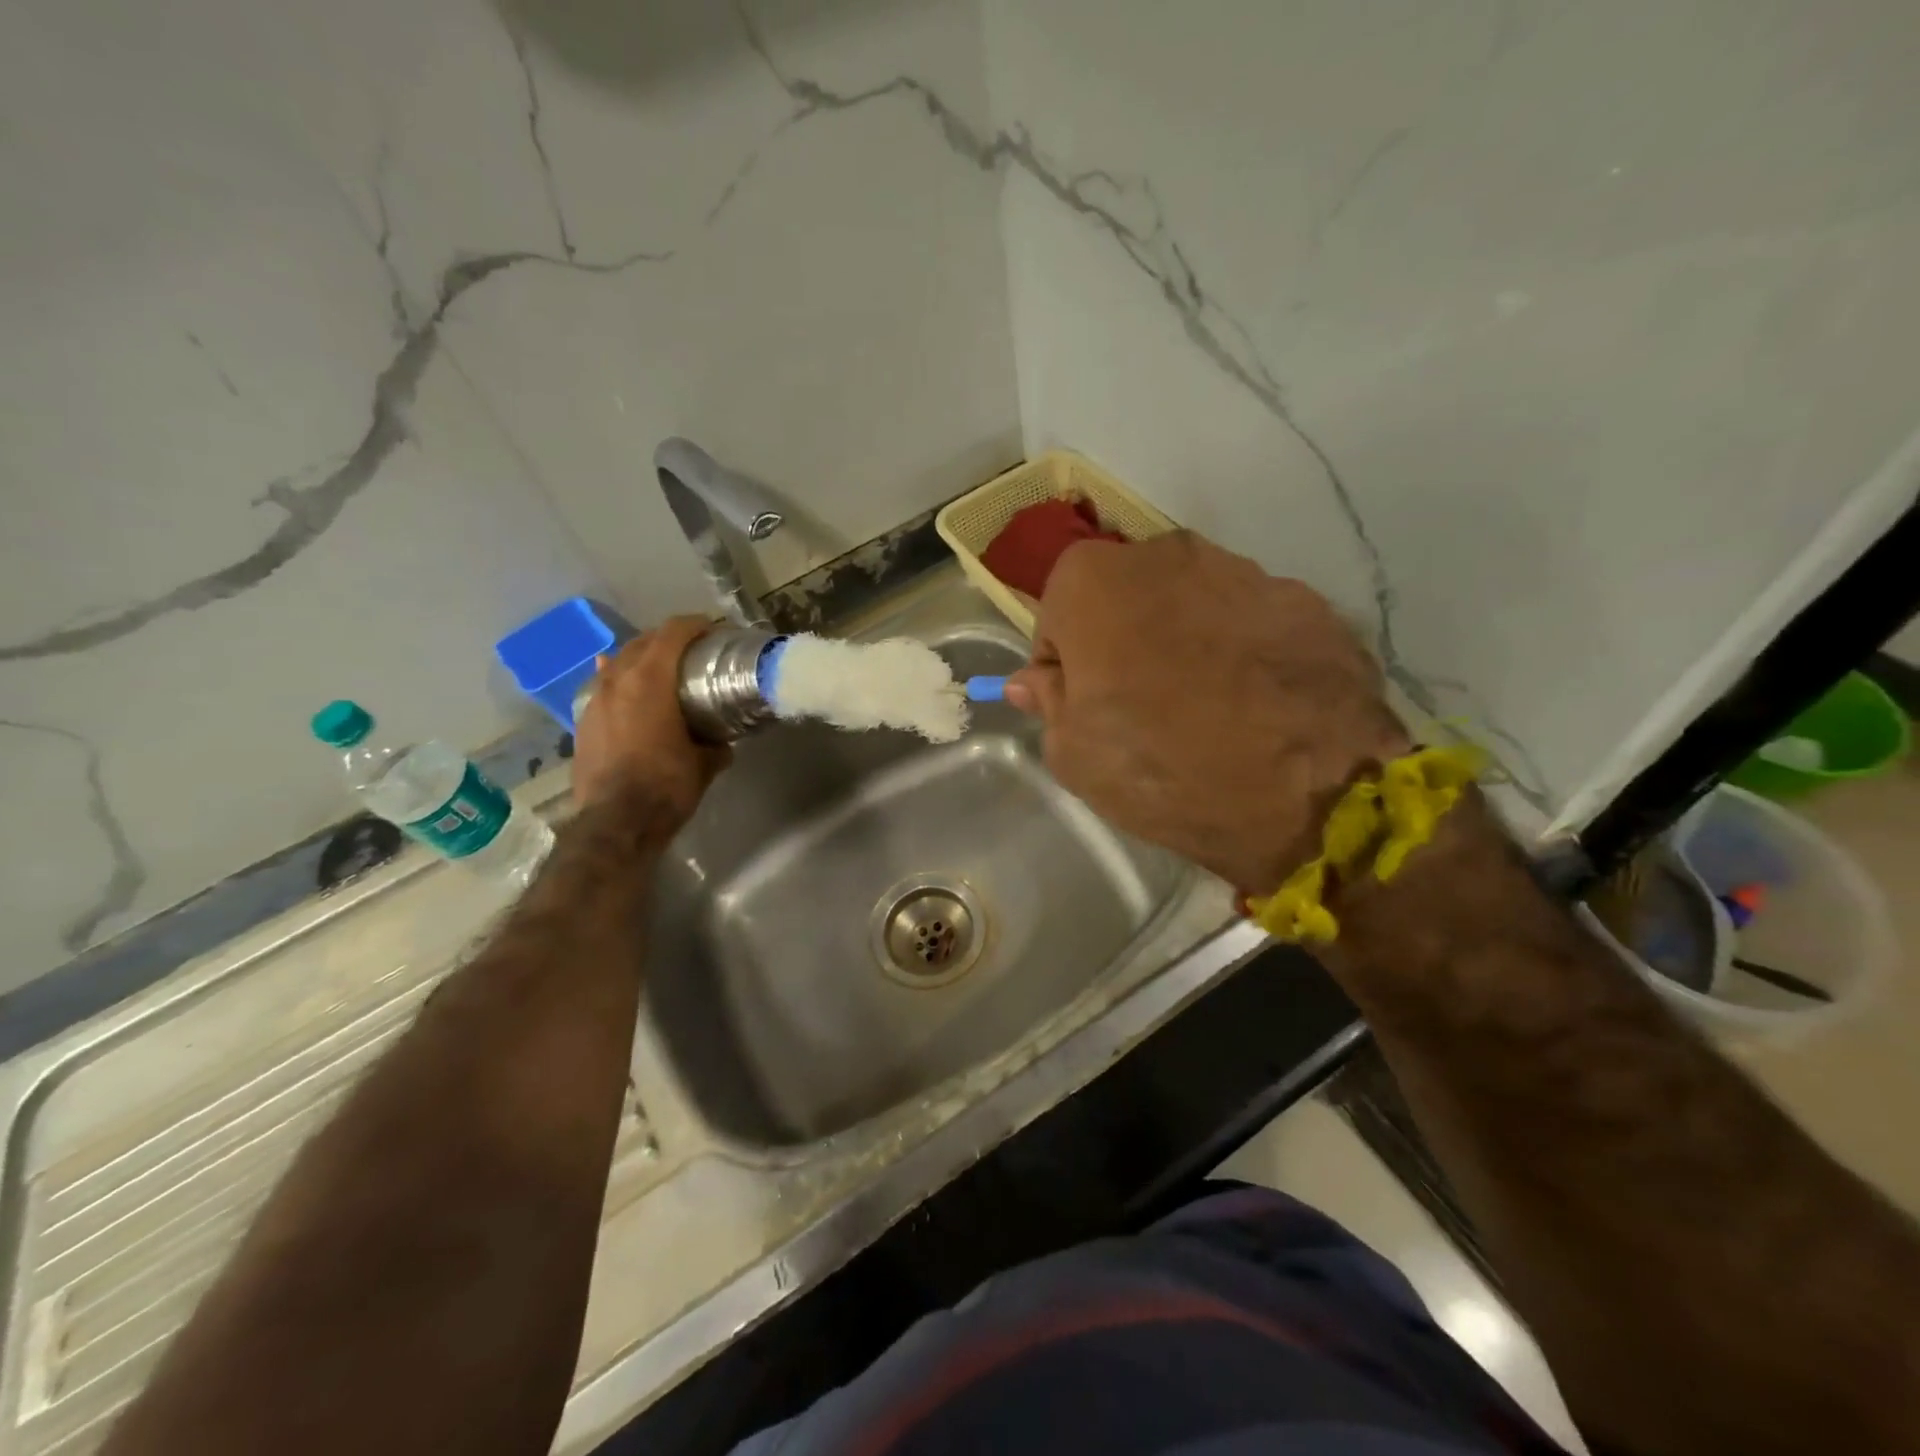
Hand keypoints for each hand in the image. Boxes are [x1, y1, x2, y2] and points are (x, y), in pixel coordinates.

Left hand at [572, 615, 729, 826]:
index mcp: (650, 681)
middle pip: (642, 642)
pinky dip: (621, 685)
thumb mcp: (704, 765)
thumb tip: (721, 743)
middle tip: (692, 649)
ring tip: (662, 671)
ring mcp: (594, 701)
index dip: (695, 624)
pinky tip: (631, 697)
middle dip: (668, 638)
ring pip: (618, 664)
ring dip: (642, 660)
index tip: (713, 628)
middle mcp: (617, 681)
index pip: (672, 634)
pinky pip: (604, 689)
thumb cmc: (666, 787)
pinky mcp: (583, 723)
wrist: (615, 824)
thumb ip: (715, 745)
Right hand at [1004, 532, 1410, 894]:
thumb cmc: (1162, 768)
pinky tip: (1257, 704)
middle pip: (1126, 598)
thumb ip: (1048, 701)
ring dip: (1185, 642)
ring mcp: (1247, 571)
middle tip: (1142, 706)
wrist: (1310, 796)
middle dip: (1123, 641)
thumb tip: (1035, 679)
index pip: (1057, 615)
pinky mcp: (1308, 600)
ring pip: (1192, 604)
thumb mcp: (1074, 754)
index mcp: (1095, 581)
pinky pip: (1251, 622)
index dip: (1065, 662)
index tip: (1084, 704)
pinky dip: (1244, 651)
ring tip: (1208, 708)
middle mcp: (1169, 553)